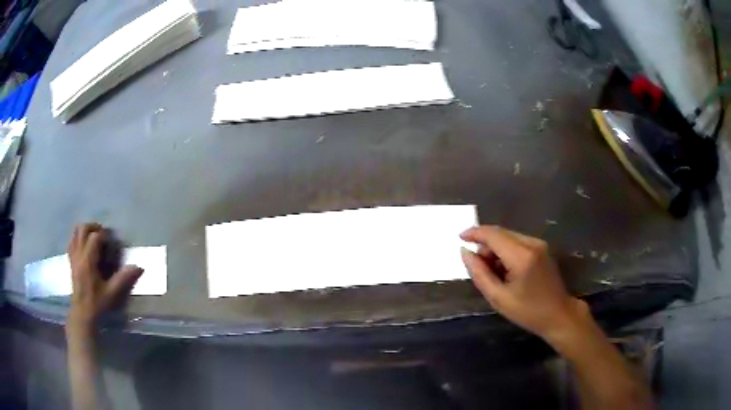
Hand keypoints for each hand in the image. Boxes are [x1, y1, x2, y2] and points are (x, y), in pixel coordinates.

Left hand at [67, 223, 143, 329]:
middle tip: (103, 235)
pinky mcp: (71, 261)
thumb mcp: (112, 292)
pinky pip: (72, 241)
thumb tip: (139, 267)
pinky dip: (78, 238)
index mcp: (88, 261)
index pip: (94, 237)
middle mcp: (79, 255)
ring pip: (75, 233)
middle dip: (93, 227)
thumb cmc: (97, 303)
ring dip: (85, 230)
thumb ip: (123, 278)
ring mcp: (73, 257)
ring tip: (94, 238)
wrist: (82, 312)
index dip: (104, 236)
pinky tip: (85, 245)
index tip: (111, 243)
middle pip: (82, 229)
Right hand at [460, 225, 586, 342]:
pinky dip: (506, 251)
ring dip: (495, 248)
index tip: (460, 238)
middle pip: (501, 233)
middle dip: (485, 244)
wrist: (559, 314)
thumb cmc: (528, 311)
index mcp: (522, 256)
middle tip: (476, 265)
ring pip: (509, 236)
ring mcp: (539, 244)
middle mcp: (532, 243)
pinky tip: (505, 269)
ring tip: (492, 271)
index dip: (475, 233)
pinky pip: (517, 242)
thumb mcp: (498, 298)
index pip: (494, 235)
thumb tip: (465, 252)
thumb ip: (479, 274)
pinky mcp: (542, 248)